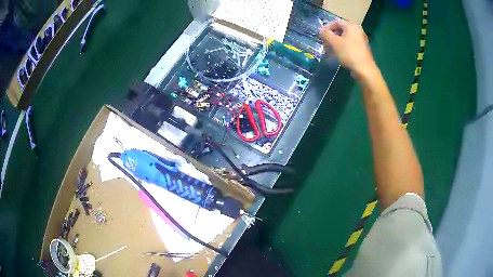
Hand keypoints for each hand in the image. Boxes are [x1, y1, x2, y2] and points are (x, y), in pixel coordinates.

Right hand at [320, 22, 375, 76]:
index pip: (335, 23)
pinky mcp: (362, 50)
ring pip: (345, 39)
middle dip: (331, 37)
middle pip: (340, 31)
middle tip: (324, 44)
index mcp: (351, 26)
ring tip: (329, 51)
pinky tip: (338, 55)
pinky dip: (342, 48)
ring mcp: (361, 40)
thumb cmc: (349, 53)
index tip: (320, 36)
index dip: (326, 29)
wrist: (365, 70)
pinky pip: (349, 45)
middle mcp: (358, 31)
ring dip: (336, 43)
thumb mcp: (334, 42)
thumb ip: (326, 34)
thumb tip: (322, 31)